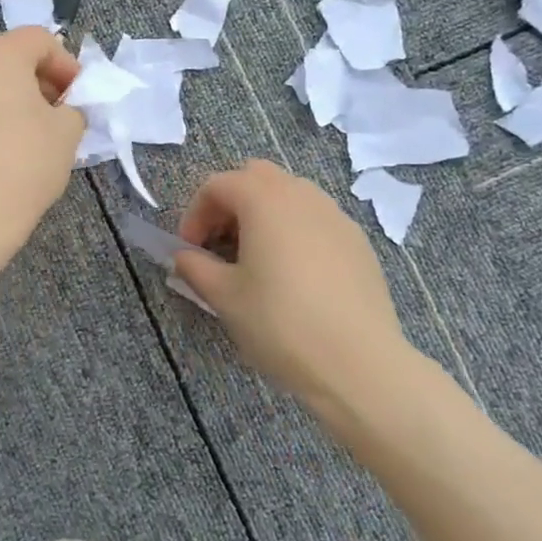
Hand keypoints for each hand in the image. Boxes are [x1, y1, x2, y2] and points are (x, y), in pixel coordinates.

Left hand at [0, 27, 85, 268]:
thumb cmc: (23, 163)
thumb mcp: (67, 133)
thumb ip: (74, 109)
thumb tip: (63, 111)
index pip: (40, 39)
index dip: (68, 64)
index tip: (81, 99)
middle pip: (13, 59)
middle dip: (44, 83)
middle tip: (64, 117)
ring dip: (21, 104)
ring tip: (41, 140)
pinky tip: (11, 156)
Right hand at [172, 161, 425, 416]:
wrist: (358, 363)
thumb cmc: (280, 323)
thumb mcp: (224, 297)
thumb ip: (195, 267)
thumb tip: (183, 256)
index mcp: (264, 200)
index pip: (217, 185)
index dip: (195, 214)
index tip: (190, 250)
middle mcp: (302, 195)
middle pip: (256, 177)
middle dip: (230, 204)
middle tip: (220, 245)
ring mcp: (335, 215)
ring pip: (290, 194)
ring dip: (263, 215)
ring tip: (255, 260)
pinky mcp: (358, 241)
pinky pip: (316, 219)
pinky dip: (294, 231)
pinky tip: (293, 275)